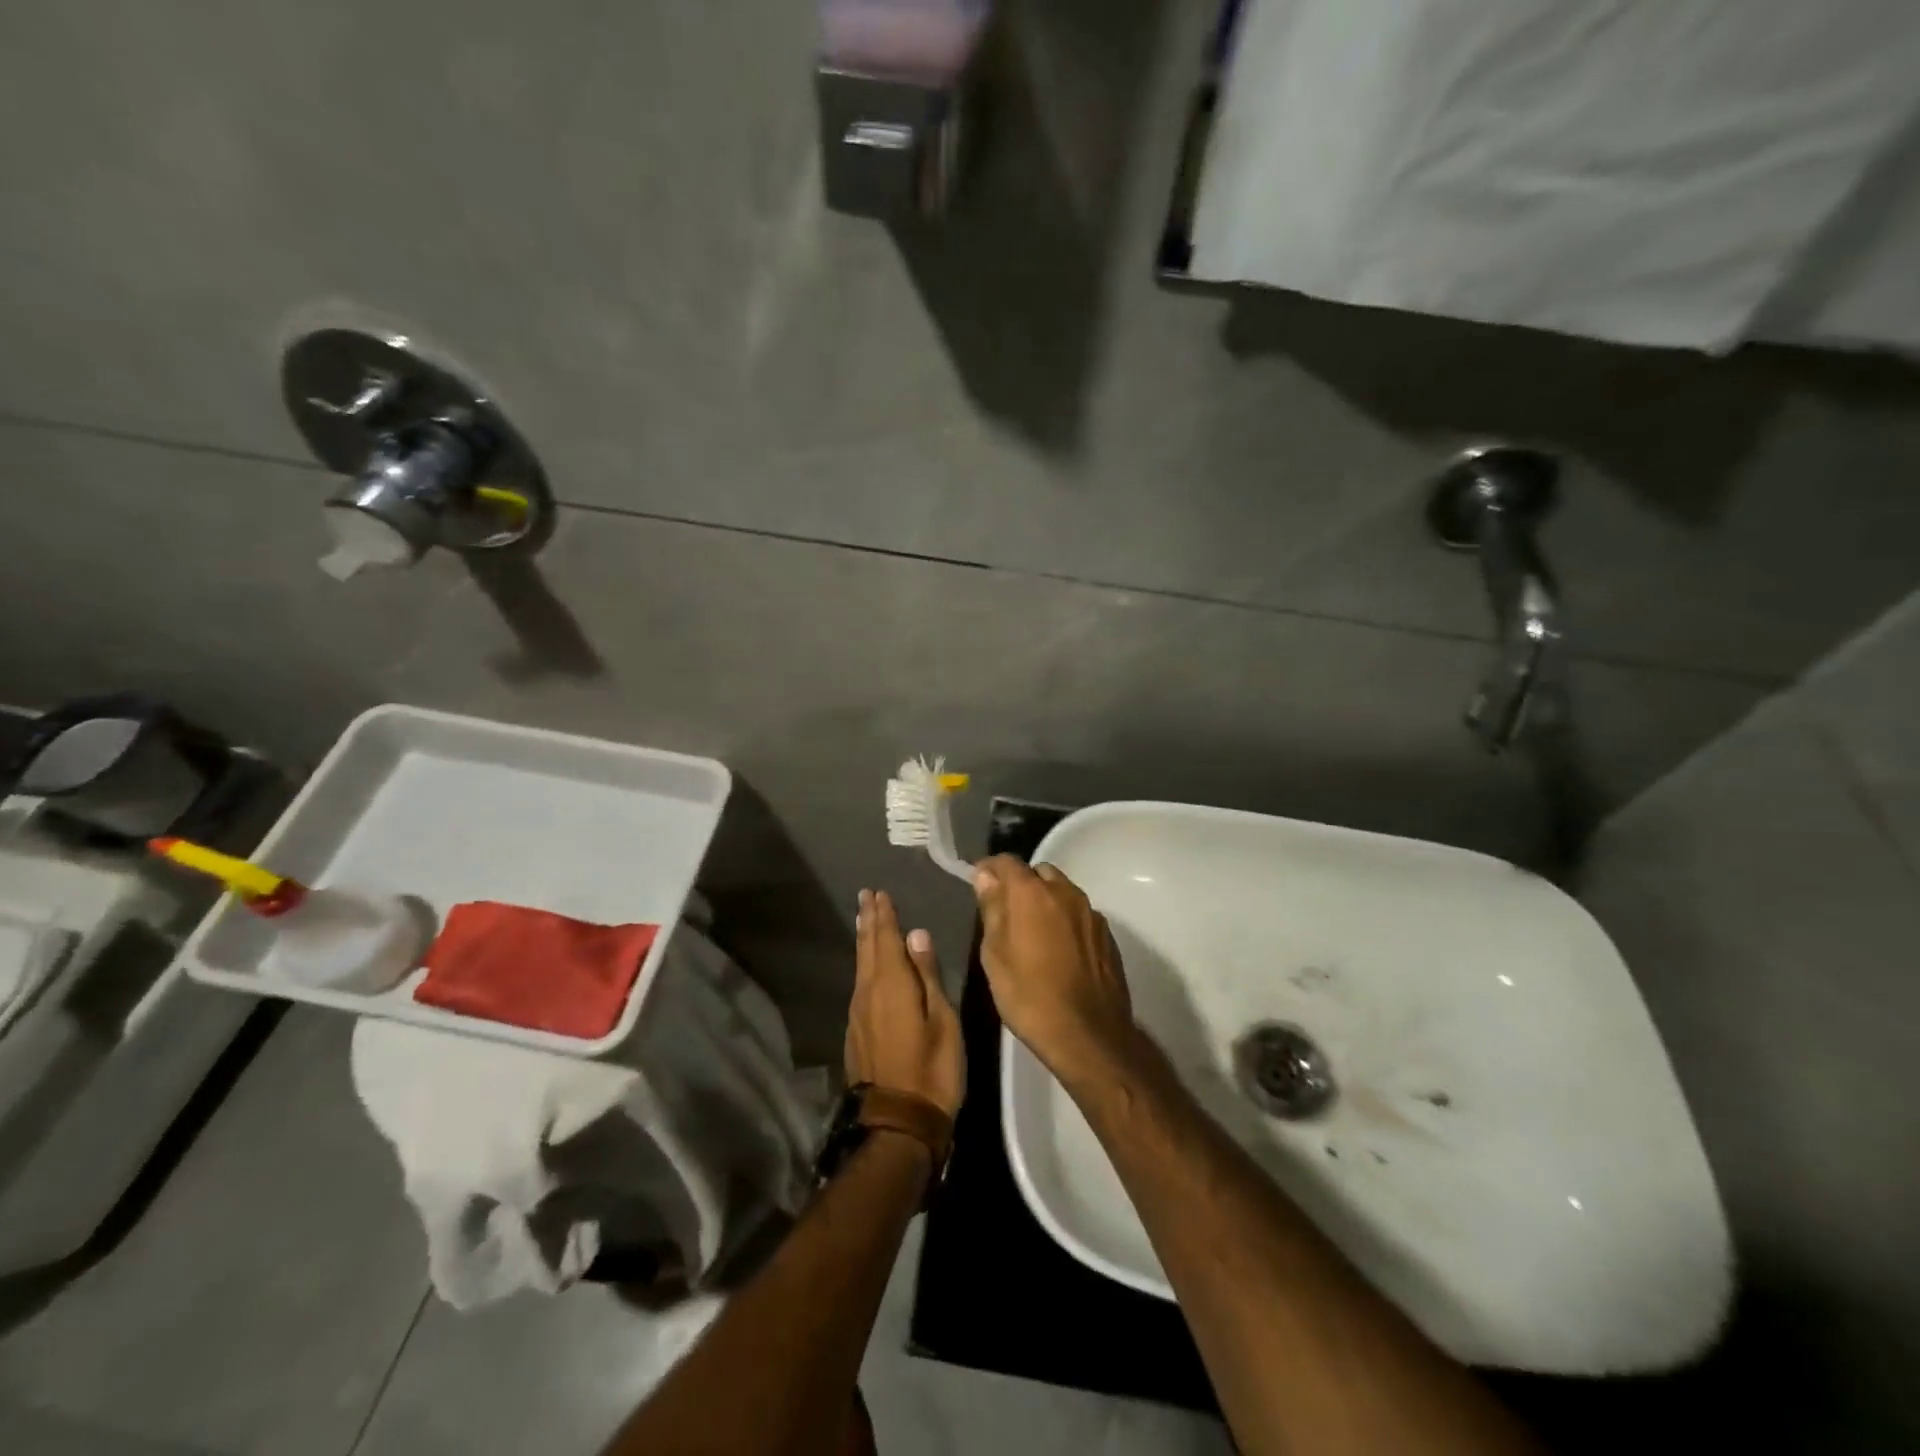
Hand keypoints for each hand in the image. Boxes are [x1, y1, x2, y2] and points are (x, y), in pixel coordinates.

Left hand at [846, 889, 964, 1116]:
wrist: (898, 1123)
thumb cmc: (932, 1069)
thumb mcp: (942, 1020)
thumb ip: (928, 975)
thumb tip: (916, 935)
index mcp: (891, 984)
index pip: (885, 939)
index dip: (883, 915)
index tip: (878, 893)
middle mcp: (868, 992)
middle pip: (867, 948)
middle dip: (868, 921)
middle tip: (866, 896)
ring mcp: (858, 1014)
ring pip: (860, 966)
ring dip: (864, 941)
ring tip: (865, 921)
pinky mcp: (856, 1032)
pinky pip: (859, 984)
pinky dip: (864, 965)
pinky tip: (868, 966)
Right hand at [973, 857, 1139, 1086]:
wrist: (1089, 1035)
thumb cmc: (1030, 996)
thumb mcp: (995, 955)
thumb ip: (992, 909)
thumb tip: (986, 877)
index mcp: (1032, 893)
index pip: (1006, 861)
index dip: (989, 868)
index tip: (978, 883)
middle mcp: (1065, 892)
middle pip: (1038, 873)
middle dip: (1020, 884)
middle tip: (1006, 912)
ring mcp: (1091, 913)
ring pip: (1062, 892)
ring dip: (1045, 901)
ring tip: (1032, 932)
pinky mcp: (1107, 935)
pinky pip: (1079, 915)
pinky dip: (1064, 921)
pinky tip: (1058, 950)